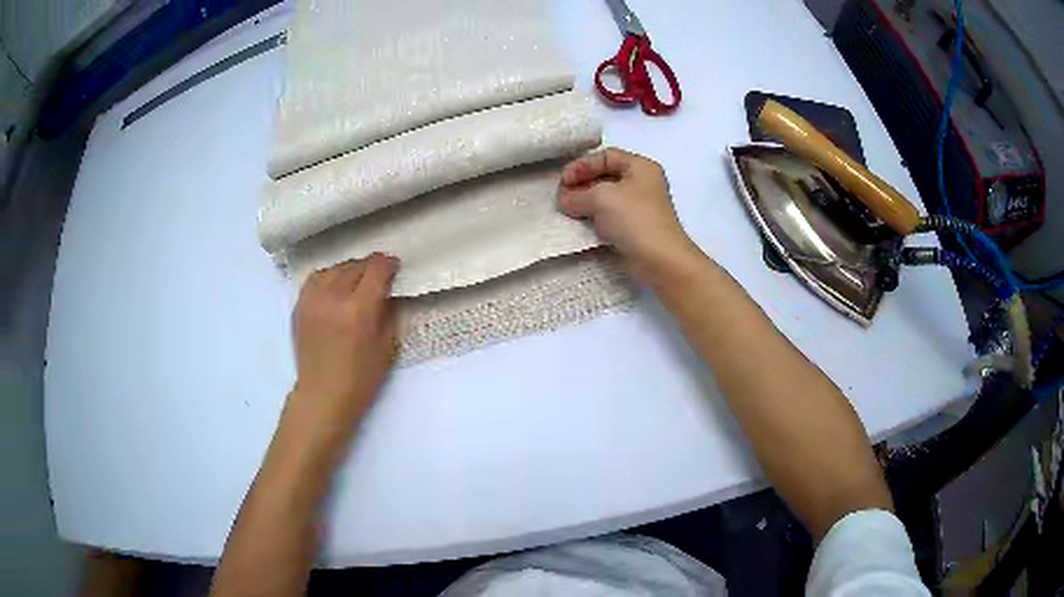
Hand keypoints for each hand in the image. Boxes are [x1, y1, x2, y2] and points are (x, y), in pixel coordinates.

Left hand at [288, 254, 398, 443]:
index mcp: (359, 309)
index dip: (389, 264)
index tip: (394, 268)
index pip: (377, 268)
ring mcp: (313, 300)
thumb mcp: (387, 347)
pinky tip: (334, 288)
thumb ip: (389, 313)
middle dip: (371, 268)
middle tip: (378, 278)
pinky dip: (328, 277)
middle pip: (356, 265)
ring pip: (335, 268)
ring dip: (349, 271)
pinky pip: (315, 278)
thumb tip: (389, 291)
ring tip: (355, 282)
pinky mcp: (300, 306)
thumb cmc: (361, 378)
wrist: (323, 396)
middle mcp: (334, 297)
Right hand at [557, 148, 698, 283]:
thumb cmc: (634, 220)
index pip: (605, 156)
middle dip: (581, 184)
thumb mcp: (600, 198)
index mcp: (641, 167)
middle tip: (562, 197)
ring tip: (567, 210)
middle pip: (604, 175)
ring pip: (605, 197)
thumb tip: (564, 200)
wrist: (659, 259)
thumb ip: (577, 195)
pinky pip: (609, 216)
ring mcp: (638, 206)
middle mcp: (642, 183)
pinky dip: (593, 217)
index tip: (564, 181)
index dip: (582, 165)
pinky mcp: (633, 227)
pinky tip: (579, 223)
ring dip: (585, 202)